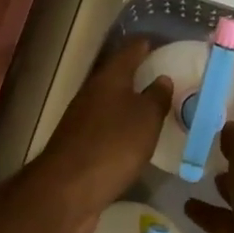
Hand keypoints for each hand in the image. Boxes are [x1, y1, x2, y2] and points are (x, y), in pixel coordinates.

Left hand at [32, 39, 169, 232]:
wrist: (68, 189)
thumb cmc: (113, 145)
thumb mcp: (145, 119)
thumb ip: (156, 97)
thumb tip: (162, 78)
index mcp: (109, 78)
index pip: (130, 51)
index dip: (146, 45)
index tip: (162, 42)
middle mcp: (93, 92)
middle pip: (118, 76)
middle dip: (139, 74)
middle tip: (166, 77)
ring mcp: (82, 119)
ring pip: (112, 102)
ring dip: (130, 103)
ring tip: (156, 108)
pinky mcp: (80, 145)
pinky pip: (107, 127)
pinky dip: (122, 128)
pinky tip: (136, 139)